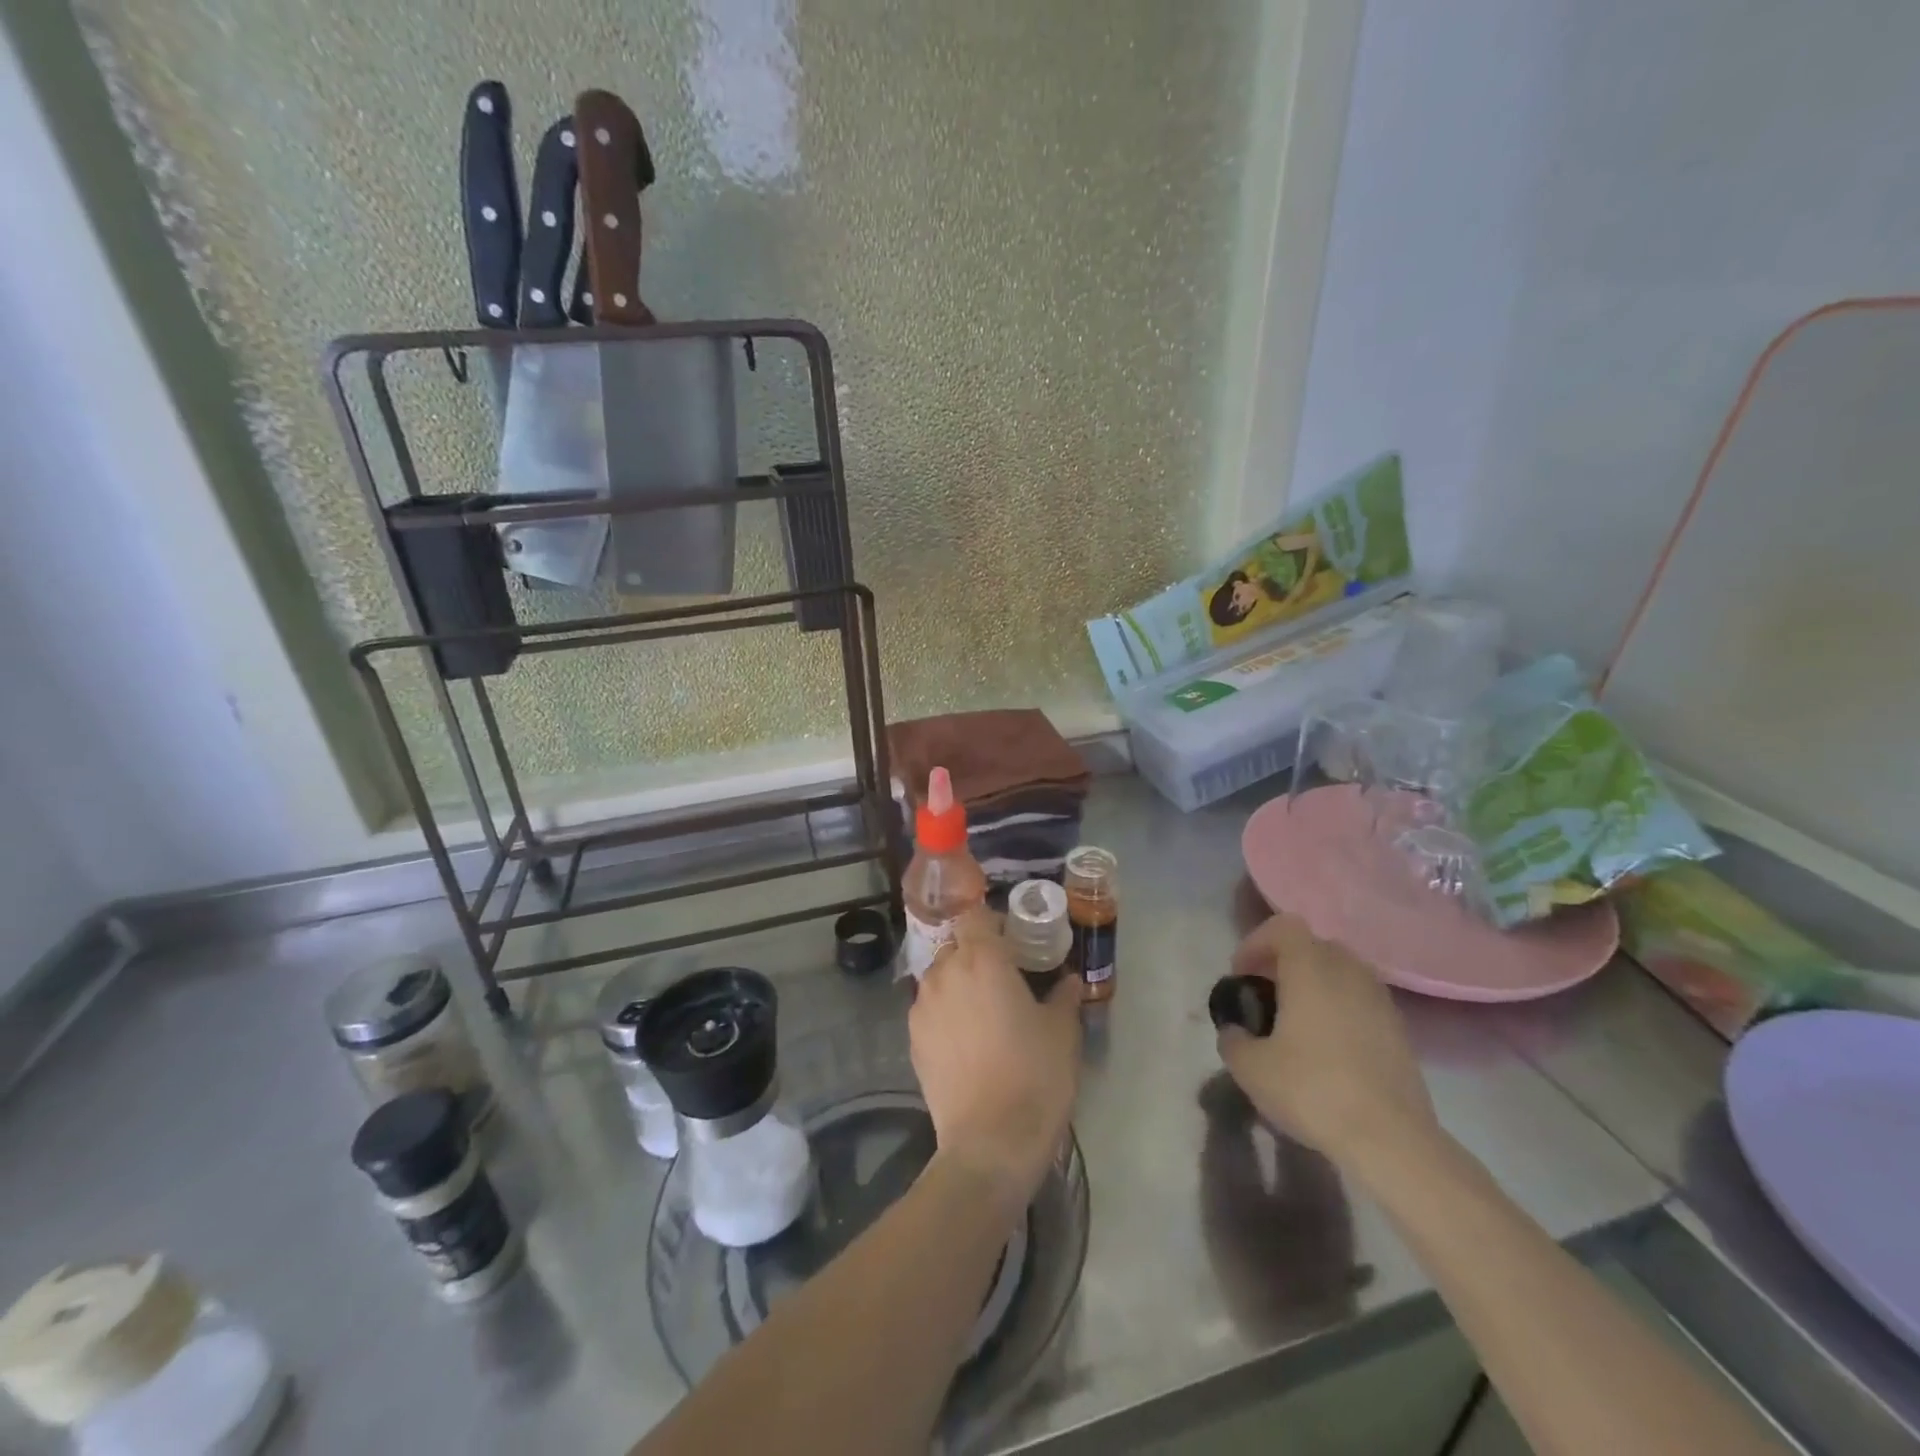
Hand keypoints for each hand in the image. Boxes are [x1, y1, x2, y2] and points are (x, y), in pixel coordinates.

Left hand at [909, 909, 1081, 1212]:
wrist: (990, 1142)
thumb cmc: (1034, 1076)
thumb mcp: (1062, 1032)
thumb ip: (1063, 996)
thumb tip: (1069, 981)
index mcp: (982, 959)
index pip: (976, 915)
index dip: (993, 923)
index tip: (1013, 941)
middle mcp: (945, 972)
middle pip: (956, 945)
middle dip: (976, 954)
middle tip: (1004, 978)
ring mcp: (923, 1006)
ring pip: (940, 977)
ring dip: (959, 983)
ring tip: (983, 1012)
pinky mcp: (912, 1038)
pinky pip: (930, 1008)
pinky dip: (945, 1012)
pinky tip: (966, 1041)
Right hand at [1216, 914, 1441, 1181]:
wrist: (1392, 1141)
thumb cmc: (1313, 1090)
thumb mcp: (1250, 1068)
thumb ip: (1233, 1039)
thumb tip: (1235, 1031)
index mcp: (1311, 969)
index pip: (1283, 927)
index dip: (1256, 943)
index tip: (1241, 976)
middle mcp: (1349, 972)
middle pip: (1314, 946)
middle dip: (1285, 963)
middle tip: (1266, 996)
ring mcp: (1381, 1000)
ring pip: (1342, 973)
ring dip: (1316, 986)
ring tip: (1297, 1023)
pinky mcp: (1400, 1031)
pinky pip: (1362, 1001)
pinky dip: (1341, 1010)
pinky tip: (1328, 1049)